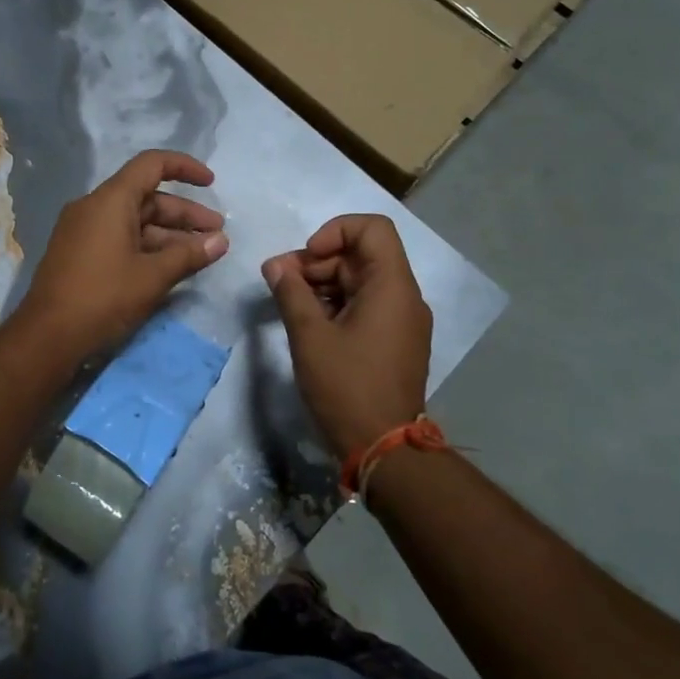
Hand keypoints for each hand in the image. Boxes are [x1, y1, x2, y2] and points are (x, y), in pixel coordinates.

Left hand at [18, 150, 229, 361]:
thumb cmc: (103, 298)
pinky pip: (119, 237)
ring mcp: (83, 230)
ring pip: (135, 221)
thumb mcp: (152, 277)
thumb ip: (189, 254)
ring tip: (201, 254)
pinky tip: (170, 266)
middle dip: (185, 214)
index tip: (211, 184)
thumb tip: (221, 241)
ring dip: (169, 235)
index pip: (152, 165)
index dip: (185, 168)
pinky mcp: (78, 253)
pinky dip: (147, 246)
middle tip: (217, 235)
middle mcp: (93, 207)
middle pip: (147, 197)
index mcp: (110, 200)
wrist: (47, 337)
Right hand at [262, 215, 432, 457]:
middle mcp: (404, 297)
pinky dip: (336, 304)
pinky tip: (307, 321)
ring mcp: (402, 321)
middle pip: (361, 255)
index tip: (306, 257)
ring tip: (286, 300)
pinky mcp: (394, 341)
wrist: (384, 449)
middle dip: (317, 261)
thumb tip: (275, 266)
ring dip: (322, 283)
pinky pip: (365, 305)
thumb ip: (291, 292)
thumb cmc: (347, 387)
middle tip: (279, 280)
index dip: (334, 231)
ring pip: (360, 281)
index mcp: (392, 286)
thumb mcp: (310, 336)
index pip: (372, 228)